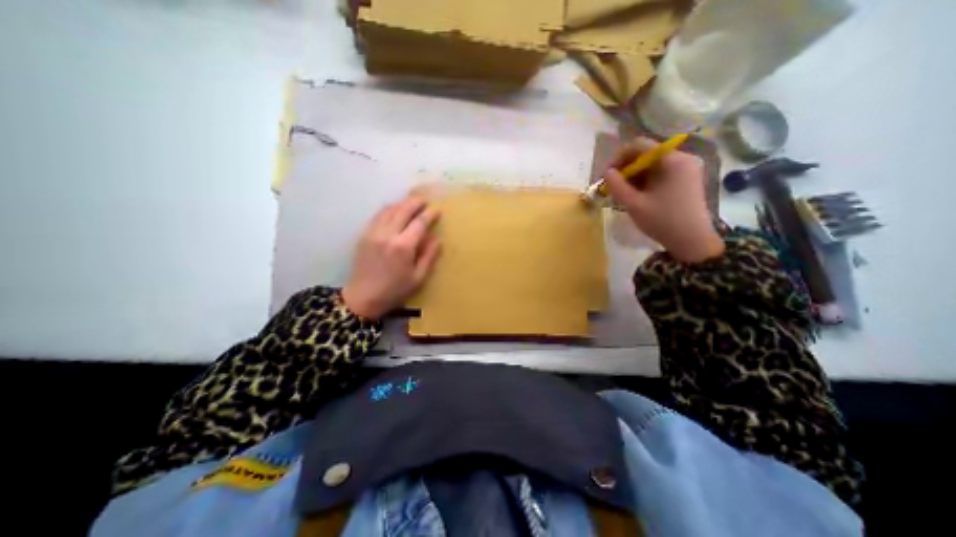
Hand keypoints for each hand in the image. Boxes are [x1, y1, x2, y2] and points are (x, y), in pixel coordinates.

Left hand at [342, 194, 441, 318]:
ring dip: (402, 203)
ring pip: (389, 210)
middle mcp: (387, 235)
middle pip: (403, 210)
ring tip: (411, 202)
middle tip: (425, 200)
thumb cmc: (394, 291)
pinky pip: (377, 216)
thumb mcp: (418, 278)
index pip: (419, 223)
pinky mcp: (364, 235)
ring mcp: (373, 233)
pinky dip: (388, 209)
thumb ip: (429, 256)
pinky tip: (394, 210)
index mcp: (403, 247)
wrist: (362, 298)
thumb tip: (437, 239)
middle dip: (416, 203)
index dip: (430, 214)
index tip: (437, 210)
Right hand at [604, 136, 724, 262]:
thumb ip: (617, 186)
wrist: (692, 241)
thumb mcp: (634, 204)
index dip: (619, 157)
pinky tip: (635, 195)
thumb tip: (607, 172)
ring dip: (634, 176)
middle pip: (647, 154)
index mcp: (673, 160)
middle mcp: (682, 158)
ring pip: (652, 165)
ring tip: (622, 193)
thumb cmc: (663, 221)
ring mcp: (686, 169)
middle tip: (612, 185)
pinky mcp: (685, 180)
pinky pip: (660, 173)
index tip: (607, 174)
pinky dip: (645, 181)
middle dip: (626, 168)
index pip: (640, 145)